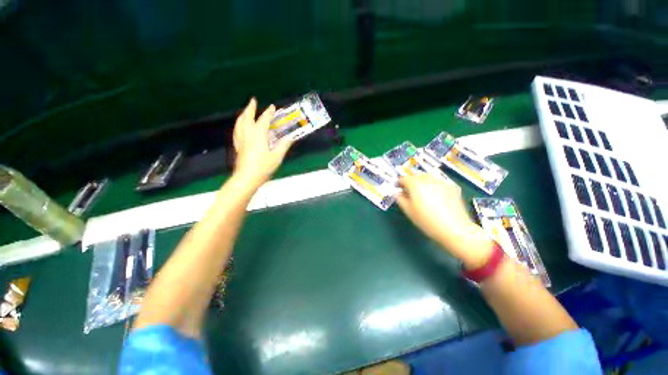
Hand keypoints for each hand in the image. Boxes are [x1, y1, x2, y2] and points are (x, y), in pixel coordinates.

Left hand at [232, 98, 293, 187]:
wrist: (247, 178)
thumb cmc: (263, 167)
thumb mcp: (277, 156)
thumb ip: (284, 145)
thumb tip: (291, 137)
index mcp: (258, 135)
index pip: (264, 120)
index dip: (269, 113)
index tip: (273, 107)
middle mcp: (248, 135)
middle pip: (247, 117)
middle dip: (251, 108)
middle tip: (253, 100)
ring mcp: (241, 140)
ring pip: (240, 123)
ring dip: (243, 115)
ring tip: (246, 111)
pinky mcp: (238, 147)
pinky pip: (237, 132)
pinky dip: (239, 126)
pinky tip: (240, 128)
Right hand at [397, 173, 494, 268]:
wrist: (455, 229)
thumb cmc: (427, 221)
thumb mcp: (409, 212)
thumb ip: (400, 199)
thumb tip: (398, 193)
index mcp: (416, 185)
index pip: (404, 178)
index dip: (400, 183)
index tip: (399, 189)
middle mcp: (428, 179)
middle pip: (416, 175)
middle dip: (411, 181)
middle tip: (410, 192)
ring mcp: (442, 182)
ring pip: (428, 177)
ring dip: (423, 182)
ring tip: (424, 194)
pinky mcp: (452, 187)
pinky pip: (439, 182)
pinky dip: (434, 186)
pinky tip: (436, 197)